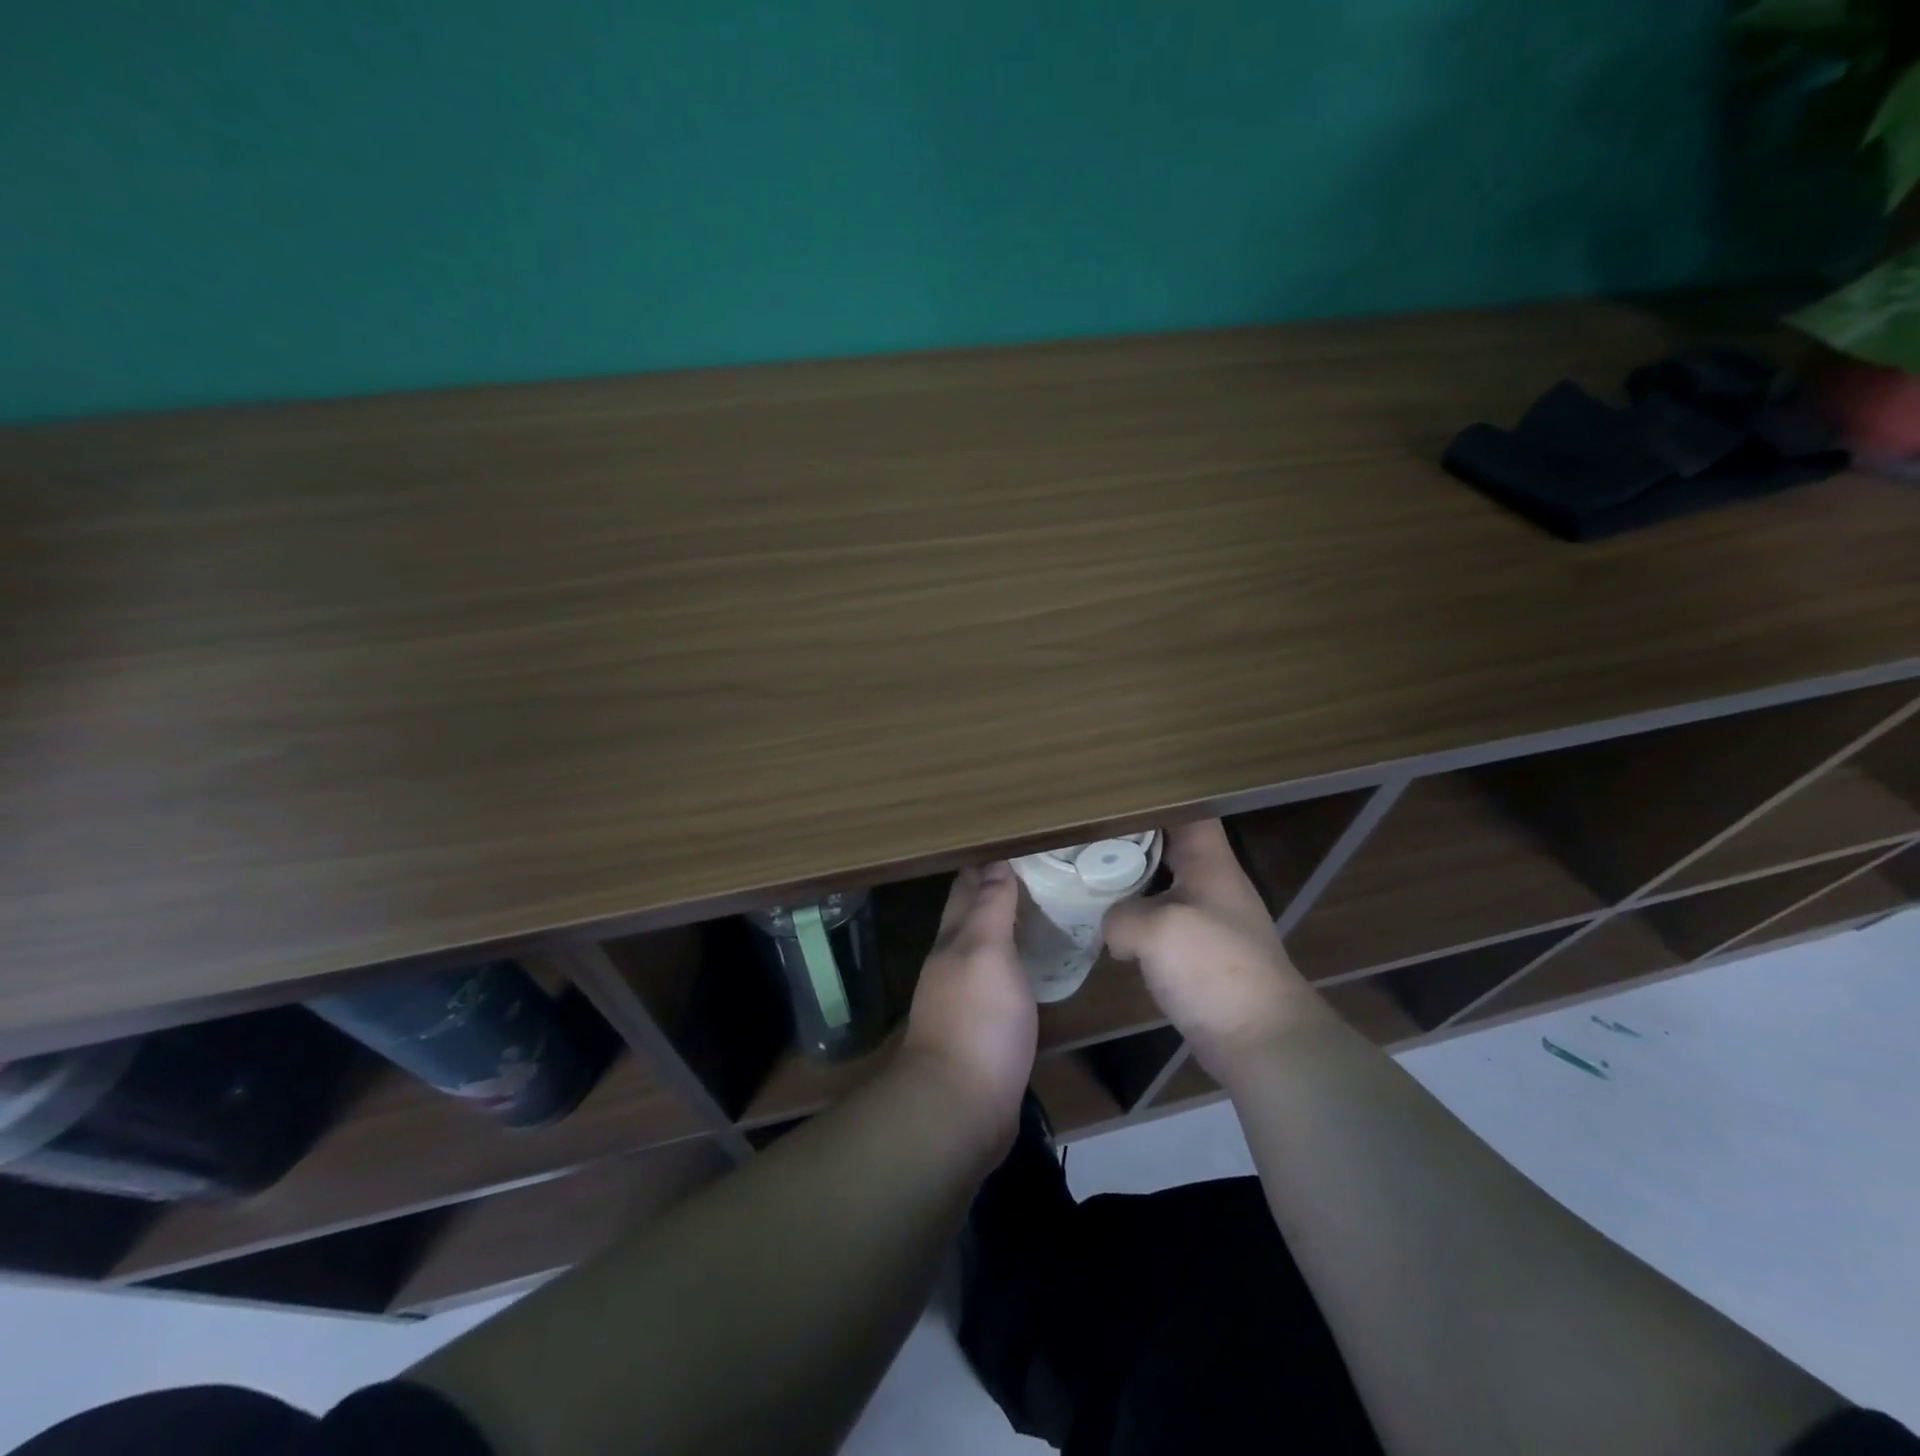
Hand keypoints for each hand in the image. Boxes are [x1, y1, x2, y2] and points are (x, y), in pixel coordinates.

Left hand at [900, 862, 1036, 1157]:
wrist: (960, 1107)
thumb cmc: (977, 1020)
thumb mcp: (986, 952)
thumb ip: (991, 908)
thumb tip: (996, 862)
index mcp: (953, 939)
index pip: (967, 888)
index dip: (988, 865)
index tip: (1020, 846)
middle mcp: (953, 963)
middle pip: (973, 917)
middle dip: (998, 892)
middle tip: (1041, 873)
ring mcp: (965, 999)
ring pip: (986, 950)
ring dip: (1008, 929)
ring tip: (1044, 912)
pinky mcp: (983, 1030)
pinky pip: (1000, 983)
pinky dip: (1016, 965)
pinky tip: (1037, 968)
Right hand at [1102, 819, 1318, 1075]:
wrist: (1261, 1040)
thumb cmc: (1214, 968)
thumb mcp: (1156, 930)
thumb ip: (1121, 916)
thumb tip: (1113, 930)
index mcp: (1211, 864)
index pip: (1188, 812)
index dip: (1155, 799)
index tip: (1113, 798)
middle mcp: (1212, 886)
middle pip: (1171, 847)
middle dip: (1131, 839)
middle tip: (1087, 835)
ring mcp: (1208, 922)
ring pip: (1163, 887)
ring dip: (1131, 883)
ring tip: (1088, 874)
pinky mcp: (1199, 957)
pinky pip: (1161, 925)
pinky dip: (1137, 921)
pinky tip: (1109, 928)